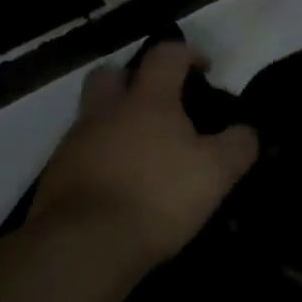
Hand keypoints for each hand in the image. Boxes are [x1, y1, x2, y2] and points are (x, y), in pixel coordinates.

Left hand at [30, 43, 258, 269]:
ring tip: (140, 155)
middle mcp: (107, 111)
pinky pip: (79, 156)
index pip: (166, 54)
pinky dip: (98, 162)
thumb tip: (247, 131)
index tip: (205, 69)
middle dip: (132, 80)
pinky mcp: (54, 179)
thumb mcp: (216, 172)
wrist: (83, 248)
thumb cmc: (157, 196)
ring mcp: (74, 144)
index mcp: (148, 100)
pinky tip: (117, 187)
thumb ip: (238, 145)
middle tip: (156, 104)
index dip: (188, 54)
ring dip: (113, 125)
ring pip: (92, 117)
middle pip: (111, 74)